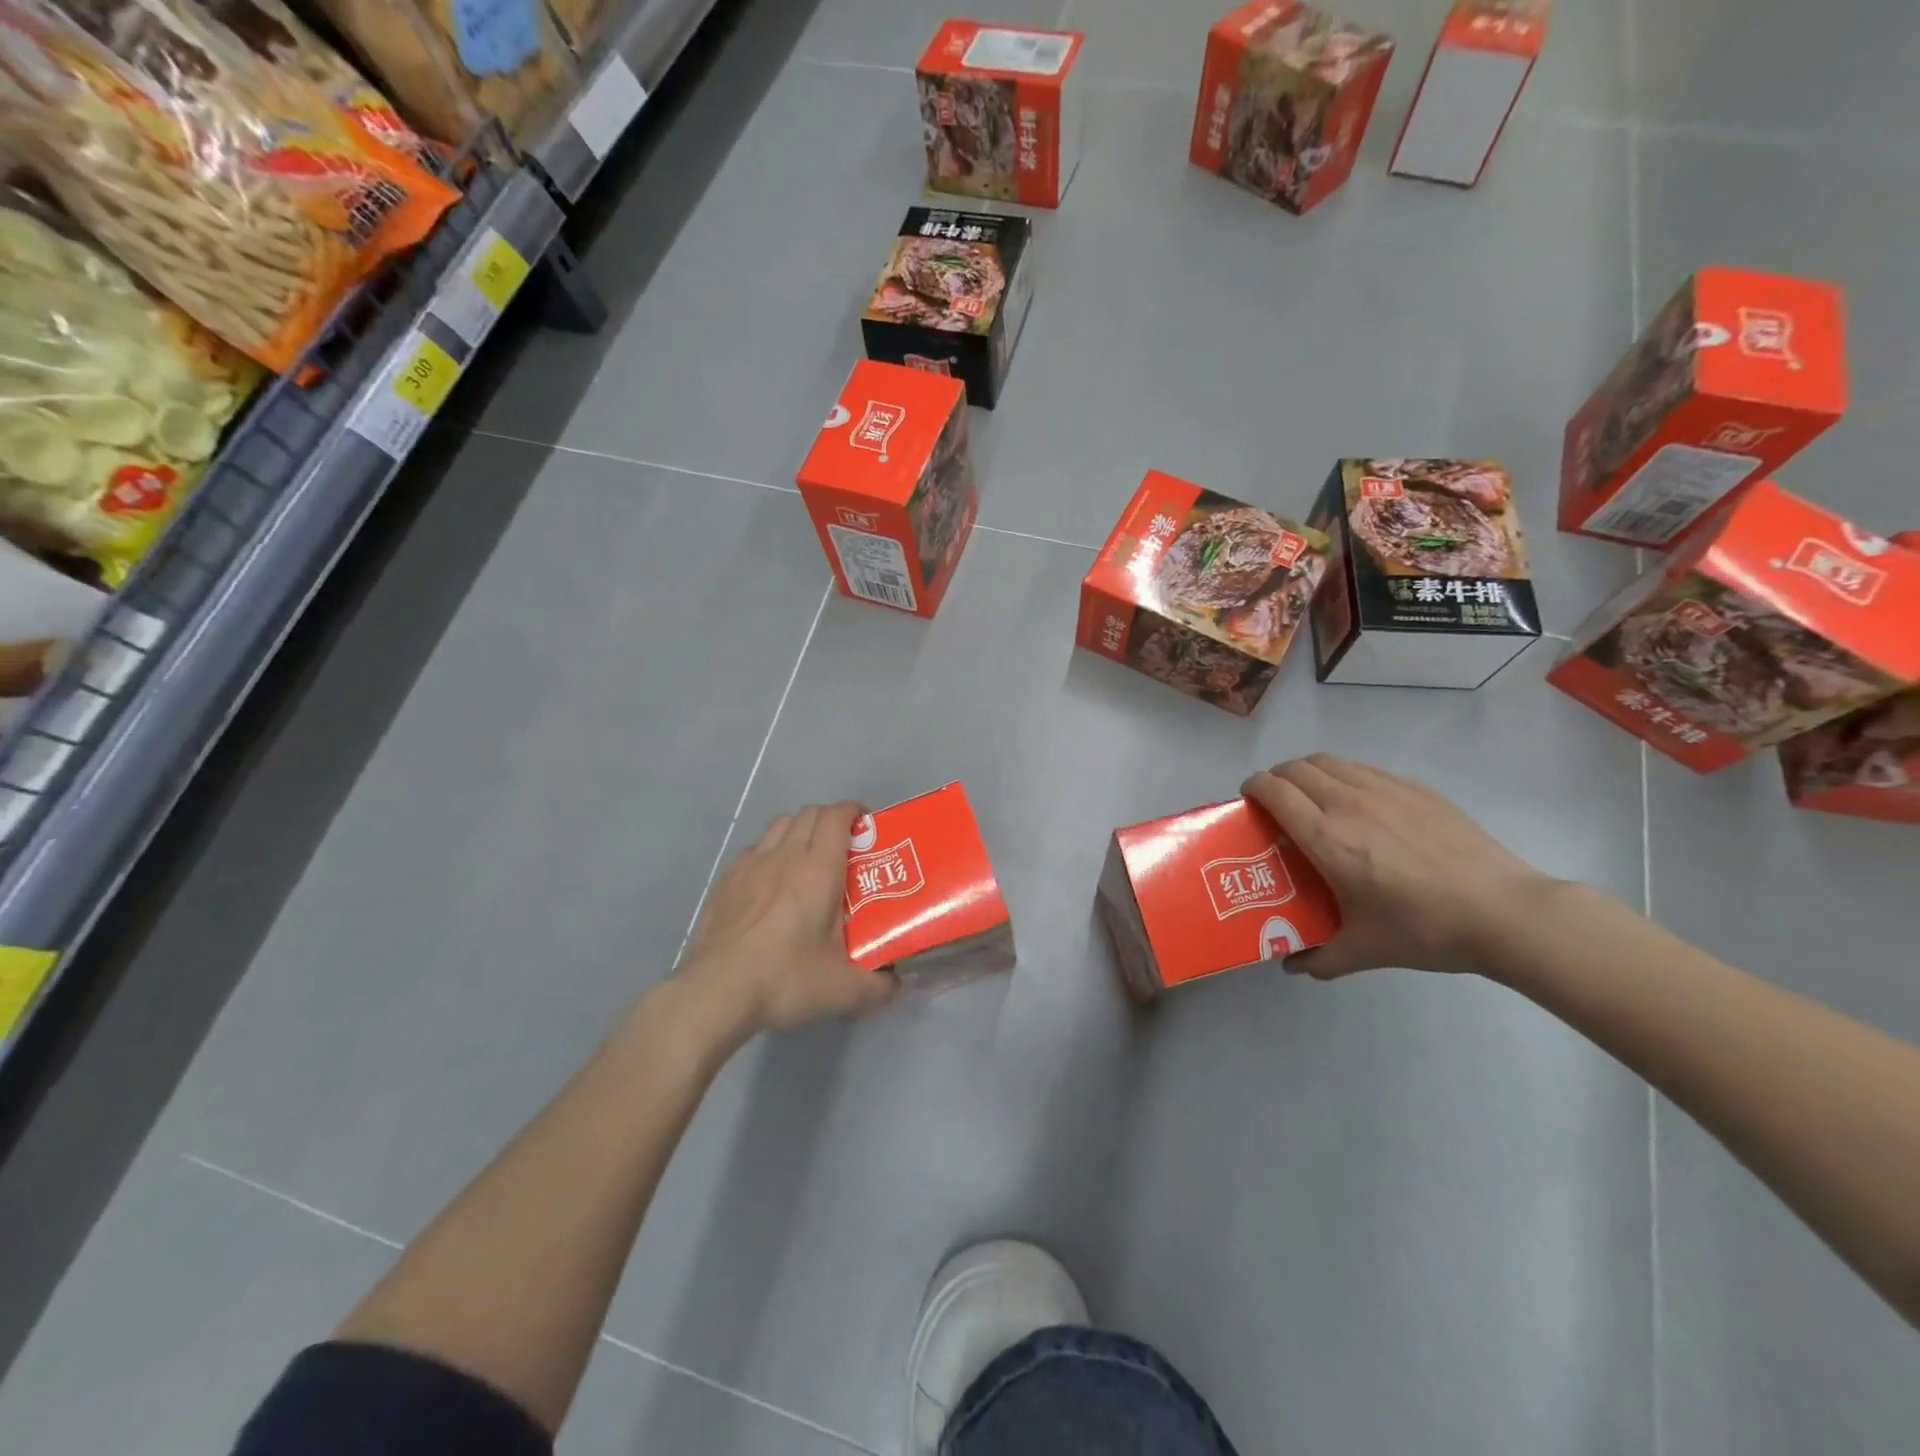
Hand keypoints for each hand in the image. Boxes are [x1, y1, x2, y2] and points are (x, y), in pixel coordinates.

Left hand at [679, 801, 897, 1035]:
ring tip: (808, 859)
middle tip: (844, 848)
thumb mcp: (844, 990)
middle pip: (810, 813)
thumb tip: (896, 984)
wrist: (715, 992)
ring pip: (780, 824)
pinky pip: (754, 848)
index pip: (837, 816)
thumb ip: (879, 986)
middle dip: (831, 820)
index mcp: (819, 870)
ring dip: (800, 830)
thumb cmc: (785, 980)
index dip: (854, 812)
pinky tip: (771, 882)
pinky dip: (770, 852)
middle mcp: (785, 856)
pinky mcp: (726, 880)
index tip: (867, 827)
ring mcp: (750, 865)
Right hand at [1242, 754, 1554, 980]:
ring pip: (1330, 761)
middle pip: (1297, 768)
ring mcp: (1386, 790)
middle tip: (1276, 802)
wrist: (1505, 912)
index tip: (1248, 800)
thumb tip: (1291, 966)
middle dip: (1276, 778)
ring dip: (1308, 771)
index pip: (1274, 791)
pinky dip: (1344, 774)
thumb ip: (1319, 958)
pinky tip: (1358, 800)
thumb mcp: (1365, 951)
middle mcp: (1349, 803)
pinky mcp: (1416, 788)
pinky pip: (1364, 767)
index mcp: (1327, 838)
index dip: (1253, 788)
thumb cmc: (1425, 929)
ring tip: (1311, 796)